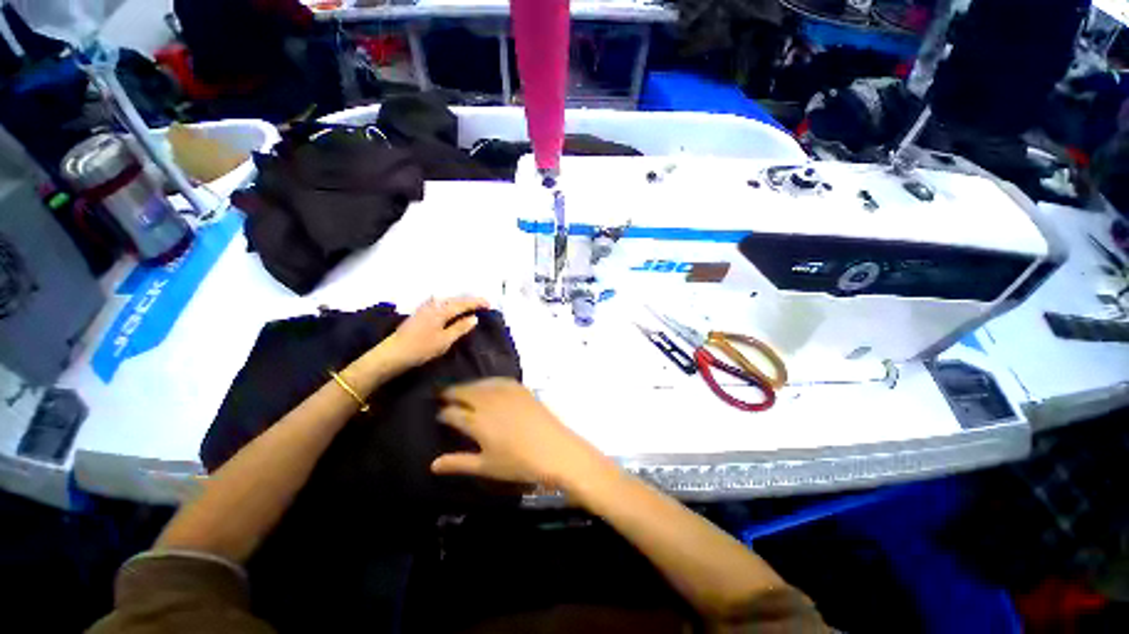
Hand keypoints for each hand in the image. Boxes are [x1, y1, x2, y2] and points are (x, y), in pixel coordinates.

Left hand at [379, 296, 489, 370]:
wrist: (392, 354)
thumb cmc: (421, 348)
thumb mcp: (445, 340)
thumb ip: (460, 328)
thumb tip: (474, 318)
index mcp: (441, 310)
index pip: (463, 303)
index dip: (477, 303)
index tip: (489, 304)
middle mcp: (433, 305)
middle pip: (455, 299)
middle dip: (469, 301)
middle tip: (482, 304)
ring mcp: (425, 308)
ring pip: (446, 301)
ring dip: (459, 302)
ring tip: (469, 306)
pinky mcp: (419, 314)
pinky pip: (439, 304)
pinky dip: (449, 304)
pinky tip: (449, 308)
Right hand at [431, 378, 608, 487]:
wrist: (554, 449)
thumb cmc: (518, 463)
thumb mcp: (486, 466)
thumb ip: (458, 463)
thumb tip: (433, 465)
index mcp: (477, 422)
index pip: (451, 413)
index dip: (443, 413)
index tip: (439, 415)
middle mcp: (488, 402)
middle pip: (464, 392)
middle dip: (451, 393)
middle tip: (444, 396)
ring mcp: (506, 393)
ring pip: (480, 384)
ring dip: (468, 386)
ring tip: (462, 390)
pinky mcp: (521, 389)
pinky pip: (499, 380)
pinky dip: (489, 382)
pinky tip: (488, 385)